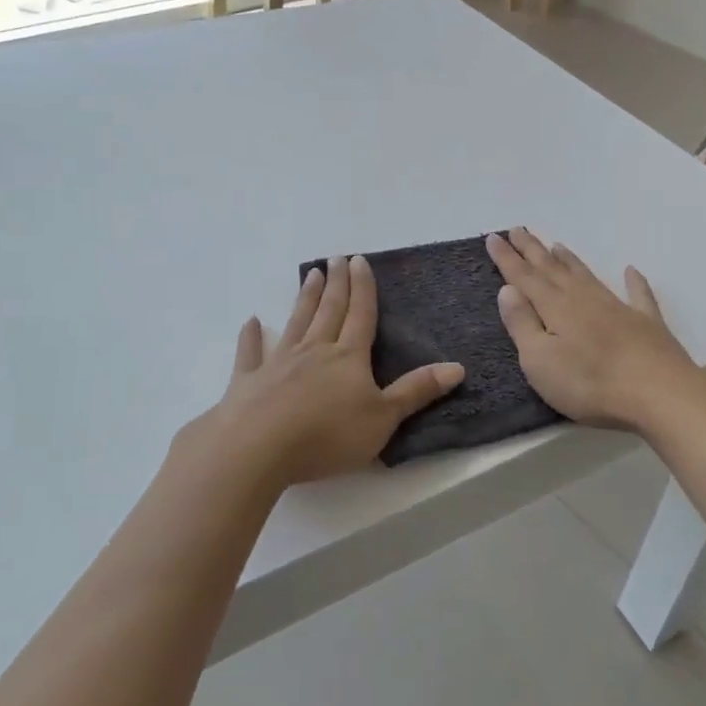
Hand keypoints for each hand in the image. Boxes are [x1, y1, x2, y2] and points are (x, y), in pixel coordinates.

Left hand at [174, 255, 465, 489]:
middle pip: (329, 310)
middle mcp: (314, 350)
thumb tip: (457, 367)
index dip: (363, 288)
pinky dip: (251, 336)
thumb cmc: (328, 435)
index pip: (360, 315)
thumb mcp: (383, 418)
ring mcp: (278, 362)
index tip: (360, 261)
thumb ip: (416, 391)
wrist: (258, 448)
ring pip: (296, 322)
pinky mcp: (248, 381)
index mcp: (348, 356)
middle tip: (336, 258)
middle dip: (337, 284)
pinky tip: (251, 322)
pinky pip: (251, 353)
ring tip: (312, 275)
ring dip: (305, 298)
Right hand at [487, 228, 705, 430]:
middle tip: (519, 229)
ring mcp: (618, 308)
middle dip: (533, 250)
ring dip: (570, 260)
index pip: (524, 277)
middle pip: (553, 269)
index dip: (507, 258)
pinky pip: (638, 295)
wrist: (660, 394)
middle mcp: (584, 299)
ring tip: (557, 245)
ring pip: (587, 276)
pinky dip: (634, 282)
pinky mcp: (647, 324)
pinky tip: (631, 271)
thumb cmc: (590, 383)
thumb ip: (522, 324)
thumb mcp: (540, 361)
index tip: (493, 237)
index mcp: (555, 307)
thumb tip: (508, 289)